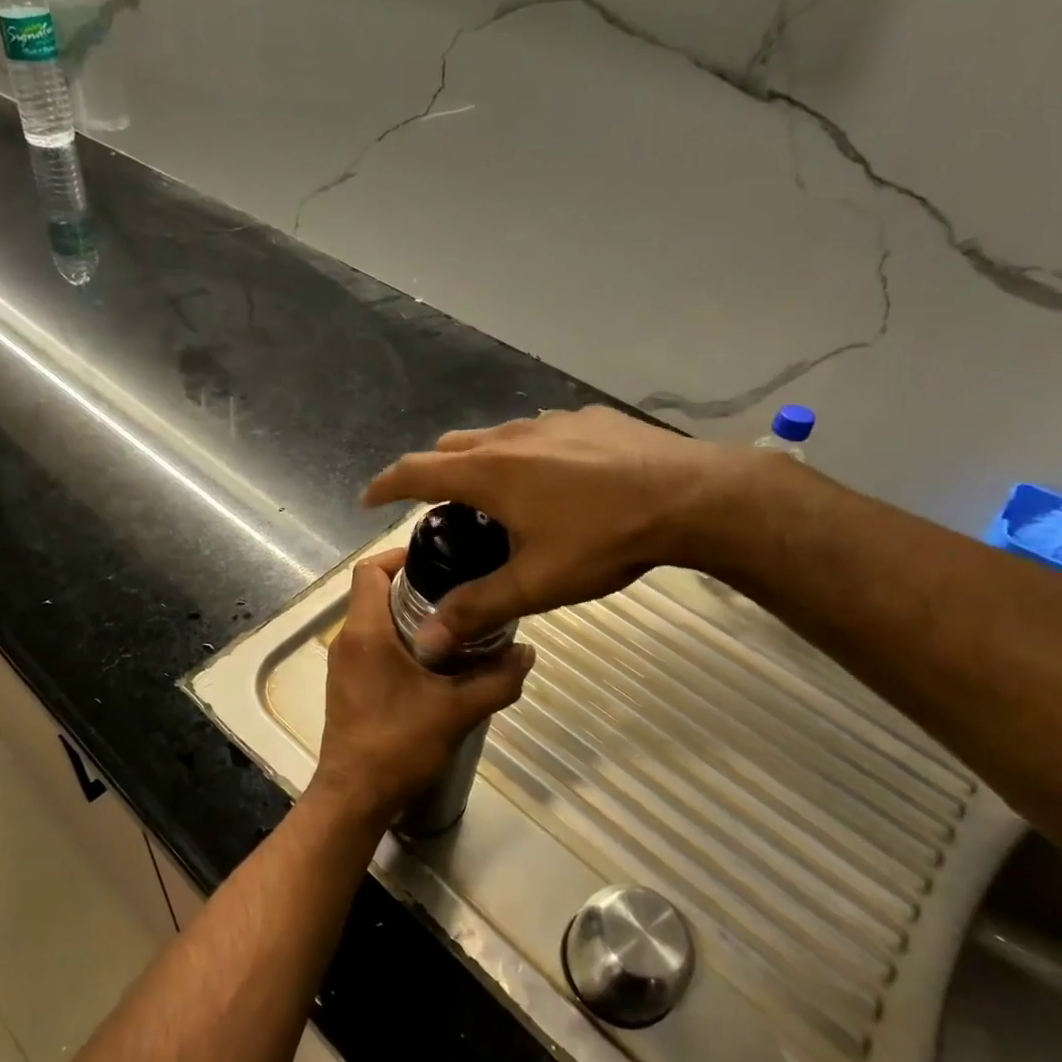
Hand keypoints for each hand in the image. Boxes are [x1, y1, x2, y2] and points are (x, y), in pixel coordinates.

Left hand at [310, 549, 535, 828]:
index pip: (369, 569)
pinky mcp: (347, 683)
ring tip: (455, 624)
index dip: (399, 555)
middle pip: (374, 592)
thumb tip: (527, 652)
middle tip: (459, 591)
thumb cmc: (398, 745)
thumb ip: (497, 679)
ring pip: (374, 620)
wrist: (354, 796)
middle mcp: (347, 639)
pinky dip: (399, 640)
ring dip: (408, 615)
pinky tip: (435, 662)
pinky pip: (372, 644)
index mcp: (366, 632)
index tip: (437, 558)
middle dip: (414, 586)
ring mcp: (343, 663)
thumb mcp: (458, 711)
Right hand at [362, 406, 753, 660]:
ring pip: (496, 438)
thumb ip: (477, 609)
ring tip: (502, 503)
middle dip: (435, 476)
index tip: (368, 501)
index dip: (385, 486)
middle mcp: (510, 437)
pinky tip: (559, 485)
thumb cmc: (605, 539)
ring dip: (483, 465)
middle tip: (444, 515)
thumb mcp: (536, 583)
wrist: (693, 497)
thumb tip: (427, 642)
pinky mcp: (588, 419)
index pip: (415, 472)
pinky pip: (539, 434)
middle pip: (451, 449)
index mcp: (488, 473)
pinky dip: (528, 456)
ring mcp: (552, 422)